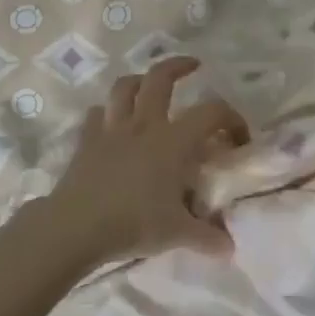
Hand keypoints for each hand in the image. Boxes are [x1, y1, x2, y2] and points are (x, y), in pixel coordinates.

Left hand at [47, 57, 250, 264]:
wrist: (75, 227)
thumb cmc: (133, 224)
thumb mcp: (177, 233)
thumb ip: (207, 237)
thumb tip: (230, 249)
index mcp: (173, 141)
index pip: (211, 113)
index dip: (231, 118)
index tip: (238, 138)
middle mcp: (144, 126)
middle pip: (160, 78)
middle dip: (178, 66)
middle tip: (193, 66)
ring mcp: (111, 130)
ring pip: (123, 88)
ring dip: (139, 80)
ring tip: (148, 85)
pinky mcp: (86, 141)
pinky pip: (96, 115)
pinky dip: (106, 113)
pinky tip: (111, 123)